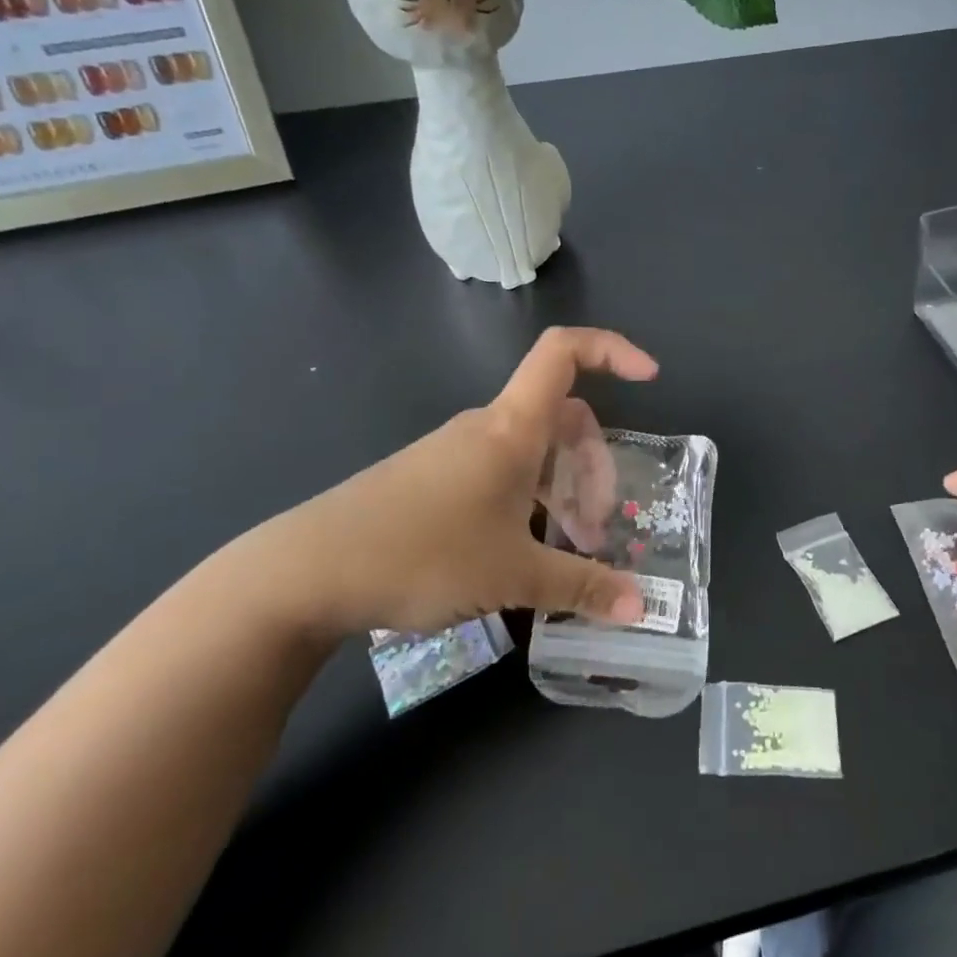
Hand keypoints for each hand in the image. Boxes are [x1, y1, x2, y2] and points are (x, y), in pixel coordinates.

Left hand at [244, 328, 655, 640]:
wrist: (307, 571)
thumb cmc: (422, 554)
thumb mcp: (512, 575)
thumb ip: (581, 585)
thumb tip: (639, 605)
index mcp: (511, 429)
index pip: (564, 353)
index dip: (612, 350)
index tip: (650, 377)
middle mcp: (485, 429)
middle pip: (559, 417)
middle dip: (592, 464)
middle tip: (596, 528)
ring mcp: (453, 453)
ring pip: (529, 453)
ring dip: (559, 491)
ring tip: (563, 550)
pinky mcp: (430, 480)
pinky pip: (497, 474)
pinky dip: (525, 501)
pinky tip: (518, 555)